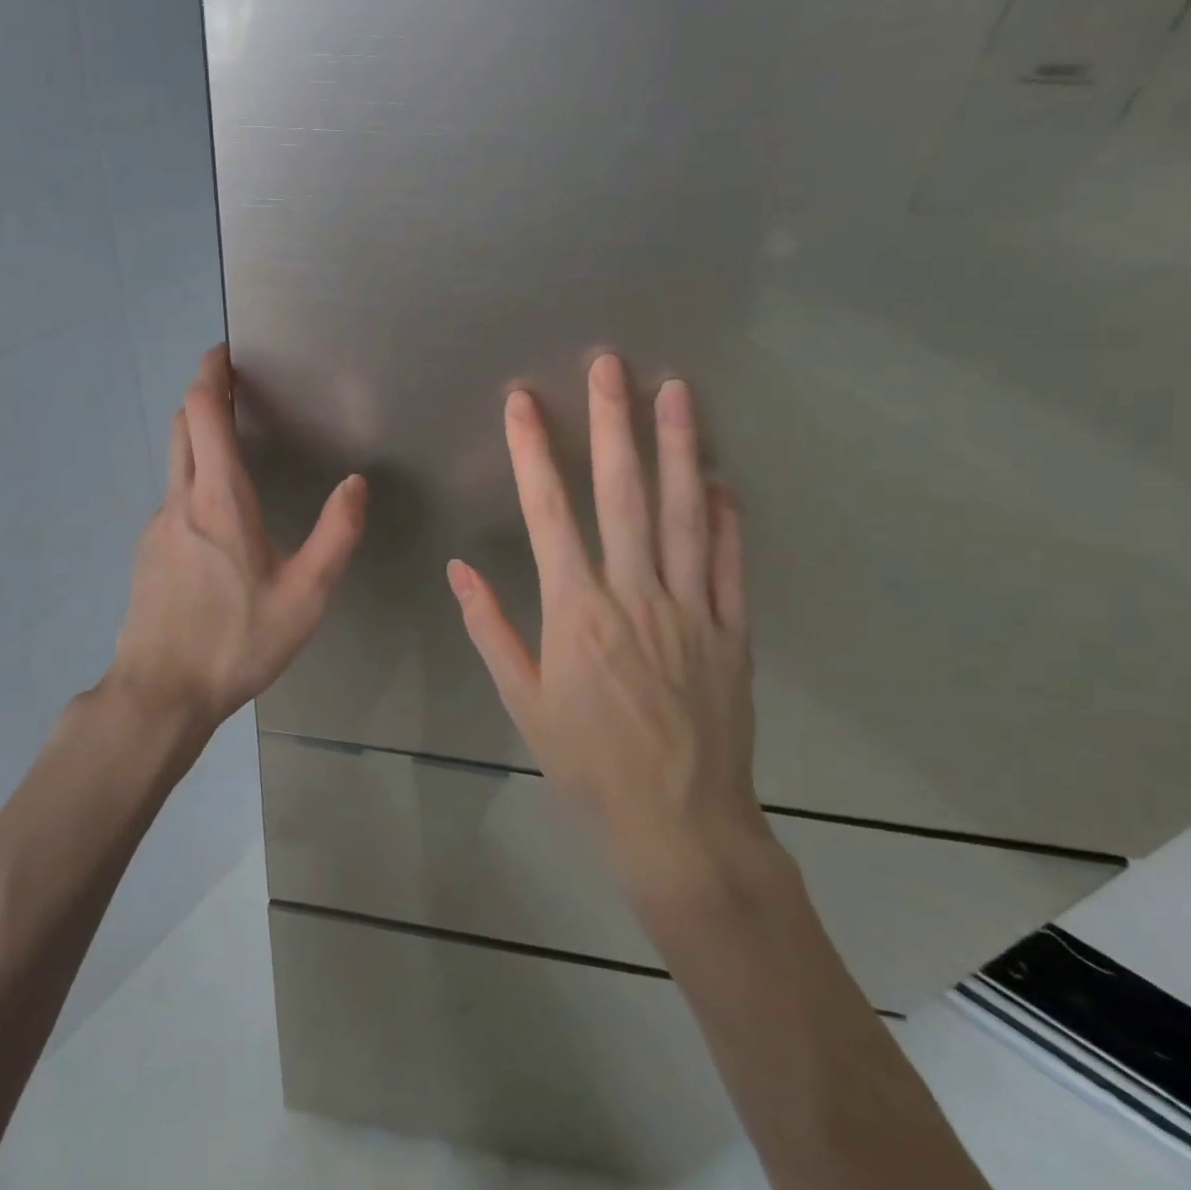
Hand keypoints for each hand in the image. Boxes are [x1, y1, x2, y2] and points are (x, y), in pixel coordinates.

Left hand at [107, 345, 367, 736]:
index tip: (225, 351)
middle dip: (204, 395)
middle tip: (236, 386)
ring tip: (235, 443)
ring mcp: (157, 525)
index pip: (204, 412)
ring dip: (199, 436)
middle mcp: (181, 500)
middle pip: (183, 425)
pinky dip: (193, 477)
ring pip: (175, 460)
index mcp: (219, 500)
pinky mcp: (148, 551)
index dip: (210, 373)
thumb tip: (356, 483)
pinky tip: (219, 514)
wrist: (160, 693)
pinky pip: (172, 496)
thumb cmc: (237, 642)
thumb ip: (335, 535)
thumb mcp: (305, 596)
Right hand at [446, 355, 770, 906]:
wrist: (679, 825)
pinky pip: (729, 562)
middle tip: (610, 365)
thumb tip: (459, 569)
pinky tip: (721, 478)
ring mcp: (690, 608)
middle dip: (612, 423)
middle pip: (621, 493)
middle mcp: (633, 595)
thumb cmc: (586, 764)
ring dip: (678, 448)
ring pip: (682, 513)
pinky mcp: (731, 630)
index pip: (547, 512)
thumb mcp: (522, 701)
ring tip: (676, 391)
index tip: (523, 402)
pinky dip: (725, 516)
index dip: (533, 451)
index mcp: (575, 611)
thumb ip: (490, 628)